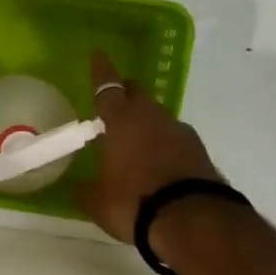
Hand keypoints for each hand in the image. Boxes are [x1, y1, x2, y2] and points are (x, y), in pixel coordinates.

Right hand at [77, 51, 221, 242]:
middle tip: (114, 103)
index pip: (107, 88)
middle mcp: (152, 117)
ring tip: (134, 140)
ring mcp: (180, 132)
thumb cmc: (135, 202)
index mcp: (122, 121)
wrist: (194, 221)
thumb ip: (84, 190)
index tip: (98, 53)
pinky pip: (174, 138)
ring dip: (146, 121)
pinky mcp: (200, 151)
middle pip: (138, 94)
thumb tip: (74, 186)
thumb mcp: (98, 202)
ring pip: (158, 116)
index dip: (101, 71)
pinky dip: (164, 143)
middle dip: (125, 93)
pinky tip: (158, 161)